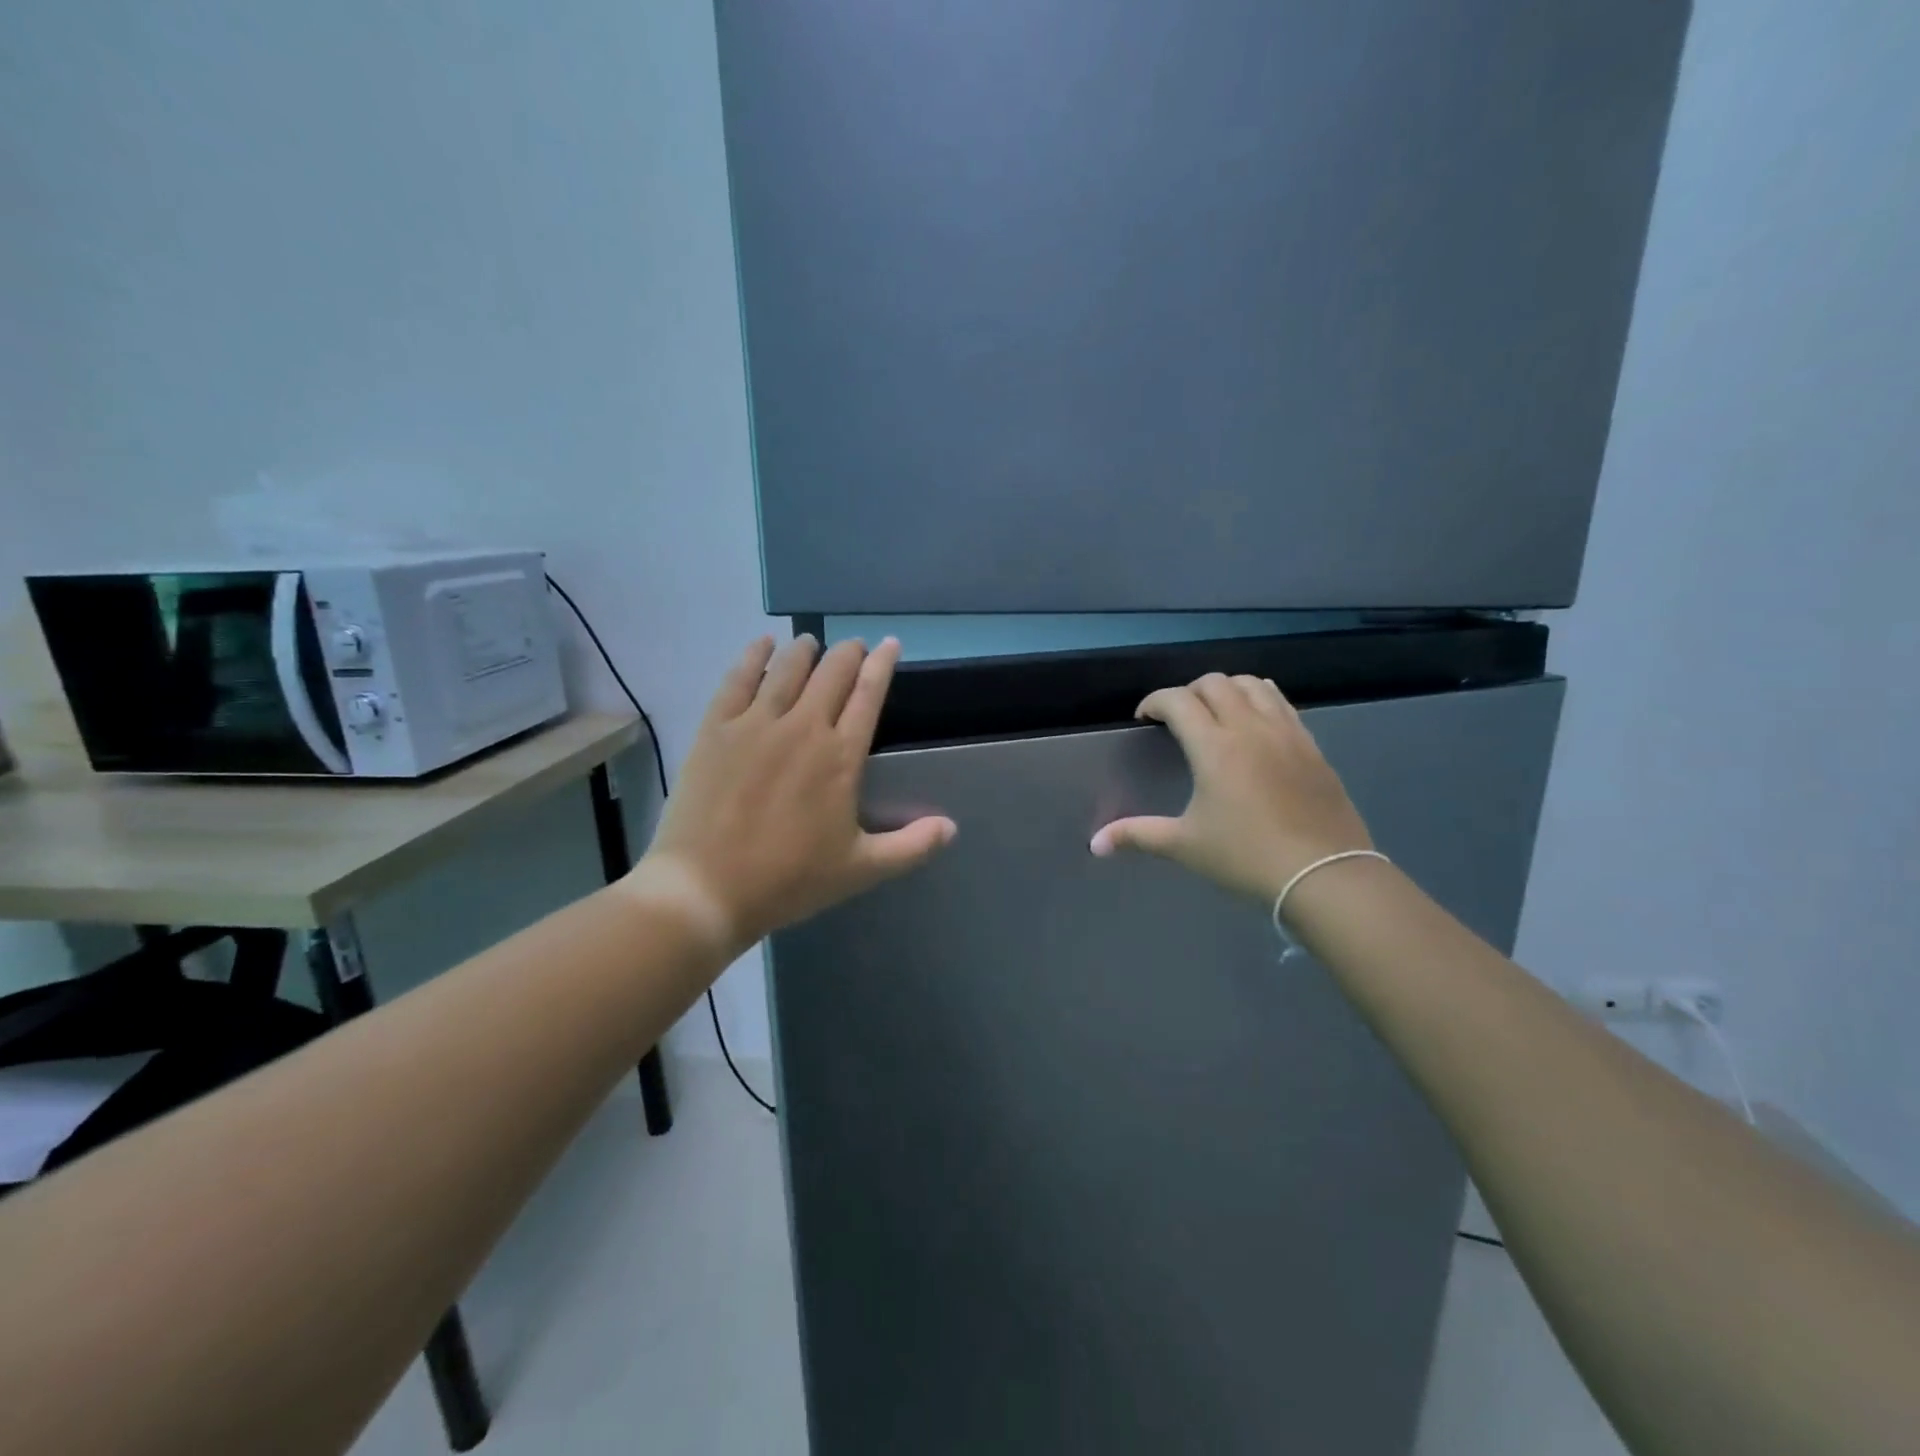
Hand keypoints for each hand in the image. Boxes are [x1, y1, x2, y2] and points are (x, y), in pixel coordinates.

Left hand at [627, 635, 955, 954]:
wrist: (706, 888)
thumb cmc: (789, 880)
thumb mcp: (860, 870)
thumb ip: (911, 846)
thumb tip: (951, 826)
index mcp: (841, 757)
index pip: (869, 695)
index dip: (882, 665)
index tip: (889, 644)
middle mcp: (803, 727)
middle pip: (832, 673)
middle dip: (849, 654)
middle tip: (854, 647)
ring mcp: (755, 723)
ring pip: (788, 669)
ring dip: (806, 651)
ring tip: (811, 644)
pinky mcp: (716, 728)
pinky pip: (737, 679)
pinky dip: (754, 656)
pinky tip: (763, 644)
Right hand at [1089, 673, 1372, 903]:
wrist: (1325, 875)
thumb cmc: (1246, 858)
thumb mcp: (1186, 845)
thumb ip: (1137, 835)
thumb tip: (1095, 844)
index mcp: (1215, 747)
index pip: (1178, 700)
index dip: (1154, 702)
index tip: (1144, 719)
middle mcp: (1250, 728)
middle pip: (1215, 683)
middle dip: (1188, 692)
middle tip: (1177, 719)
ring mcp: (1286, 732)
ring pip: (1252, 684)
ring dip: (1226, 689)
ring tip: (1215, 713)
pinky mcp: (1311, 745)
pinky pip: (1281, 702)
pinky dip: (1259, 700)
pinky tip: (1254, 725)